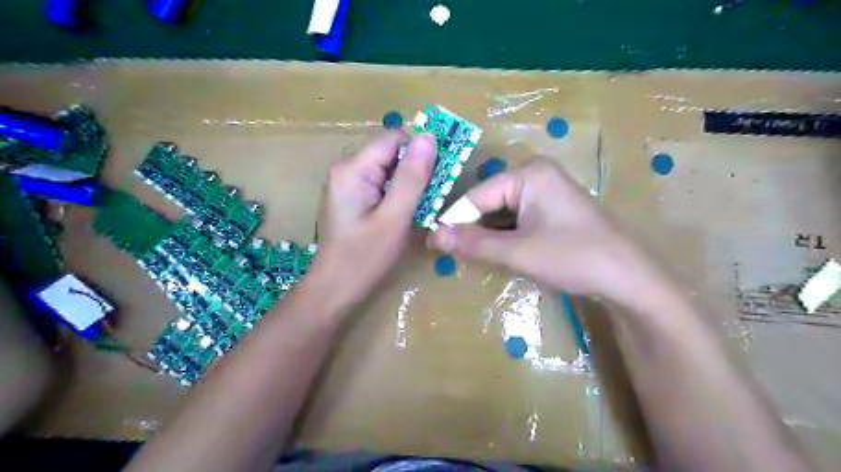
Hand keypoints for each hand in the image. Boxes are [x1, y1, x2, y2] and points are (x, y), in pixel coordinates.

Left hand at [307, 132, 436, 319]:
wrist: (334, 290)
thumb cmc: (364, 258)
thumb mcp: (394, 218)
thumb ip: (412, 178)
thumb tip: (429, 137)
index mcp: (352, 168)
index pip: (395, 139)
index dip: (420, 152)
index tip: (439, 175)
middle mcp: (346, 169)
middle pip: (391, 153)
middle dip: (415, 171)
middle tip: (431, 198)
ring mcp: (346, 183)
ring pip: (388, 170)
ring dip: (408, 185)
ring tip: (417, 210)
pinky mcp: (351, 197)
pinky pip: (381, 184)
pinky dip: (397, 195)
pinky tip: (403, 215)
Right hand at [429, 157, 656, 299]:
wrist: (628, 277)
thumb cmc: (574, 257)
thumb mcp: (518, 252)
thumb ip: (474, 243)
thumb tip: (433, 237)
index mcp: (528, 173)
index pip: (476, 195)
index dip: (453, 220)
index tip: (432, 242)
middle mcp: (535, 174)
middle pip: (488, 201)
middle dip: (470, 228)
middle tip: (446, 252)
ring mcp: (545, 190)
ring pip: (501, 211)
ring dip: (485, 233)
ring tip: (464, 255)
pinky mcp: (550, 207)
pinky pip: (516, 217)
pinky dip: (503, 235)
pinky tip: (493, 251)